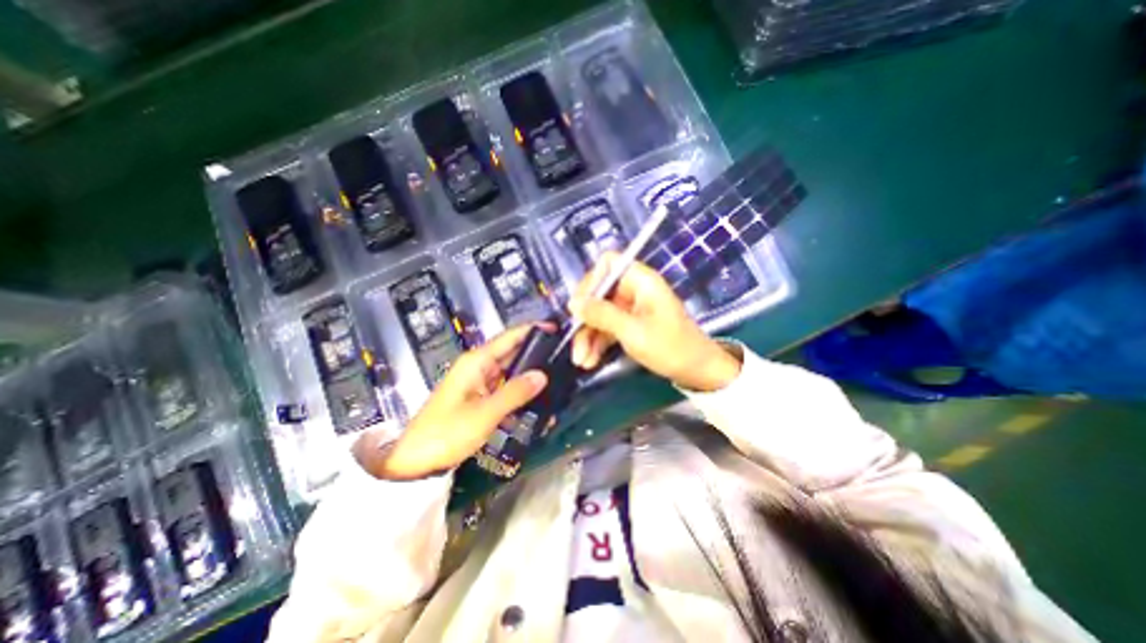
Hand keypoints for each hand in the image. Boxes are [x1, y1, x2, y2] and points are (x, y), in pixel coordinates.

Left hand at [355, 325, 550, 479]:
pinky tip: (537, 400)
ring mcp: (478, 383)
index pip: (509, 337)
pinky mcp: (479, 398)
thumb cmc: (446, 433)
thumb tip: (543, 375)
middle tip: (564, 357)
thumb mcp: (484, 413)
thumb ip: (515, 392)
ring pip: (510, 372)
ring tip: (558, 377)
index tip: (556, 329)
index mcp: (477, 362)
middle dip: (536, 354)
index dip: (532, 330)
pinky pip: (505, 389)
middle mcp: (478, 367)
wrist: (413, 462)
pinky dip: (520, 392)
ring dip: (530, 375)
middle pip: (512, 353)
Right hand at [565, 253, 743, 393]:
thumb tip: (573, 303)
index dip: (591, 281)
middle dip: (585, 319)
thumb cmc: (670, 347)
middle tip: (575, 342)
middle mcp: (634, 289)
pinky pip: (607, 327)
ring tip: (581, 361)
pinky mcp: (630, 324)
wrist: (697, 371)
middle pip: (598, 293)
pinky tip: (589, 360)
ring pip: (599, 314)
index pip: (608, 264)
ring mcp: (631, 308)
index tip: (579, 306)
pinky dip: (597, 343)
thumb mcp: (633, 331)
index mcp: (641, 281)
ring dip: (588, 336)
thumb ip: (602, 314)